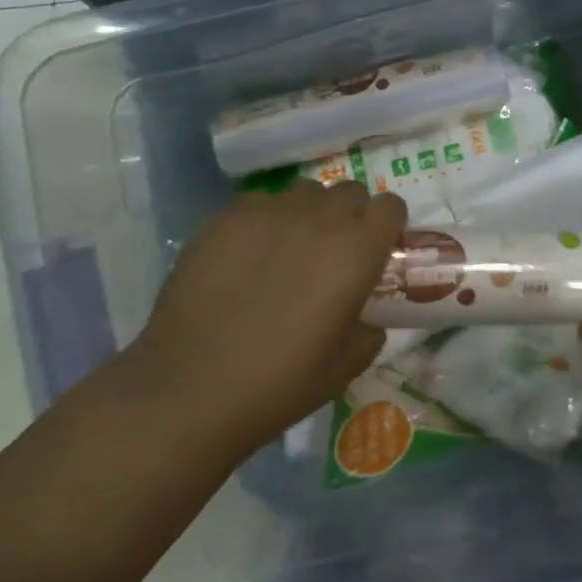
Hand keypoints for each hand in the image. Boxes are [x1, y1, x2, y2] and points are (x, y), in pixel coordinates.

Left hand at [135, 180, 405, 453]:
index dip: (387, 225)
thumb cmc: (279, 383)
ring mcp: (270, 212)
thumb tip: (368, 321)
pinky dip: (262, 221)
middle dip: (349, 215)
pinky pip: (258, 203)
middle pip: (350, 191)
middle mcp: (320, 219)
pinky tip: (244, 257)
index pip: (391, 206)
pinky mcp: (225, 218)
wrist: (190, 389)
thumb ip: (369, 331)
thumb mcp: (345, 366)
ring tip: (287, 250)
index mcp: (358, 250)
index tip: (376, 249)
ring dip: (307, 214)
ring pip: (304, 193)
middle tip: (331, 253)